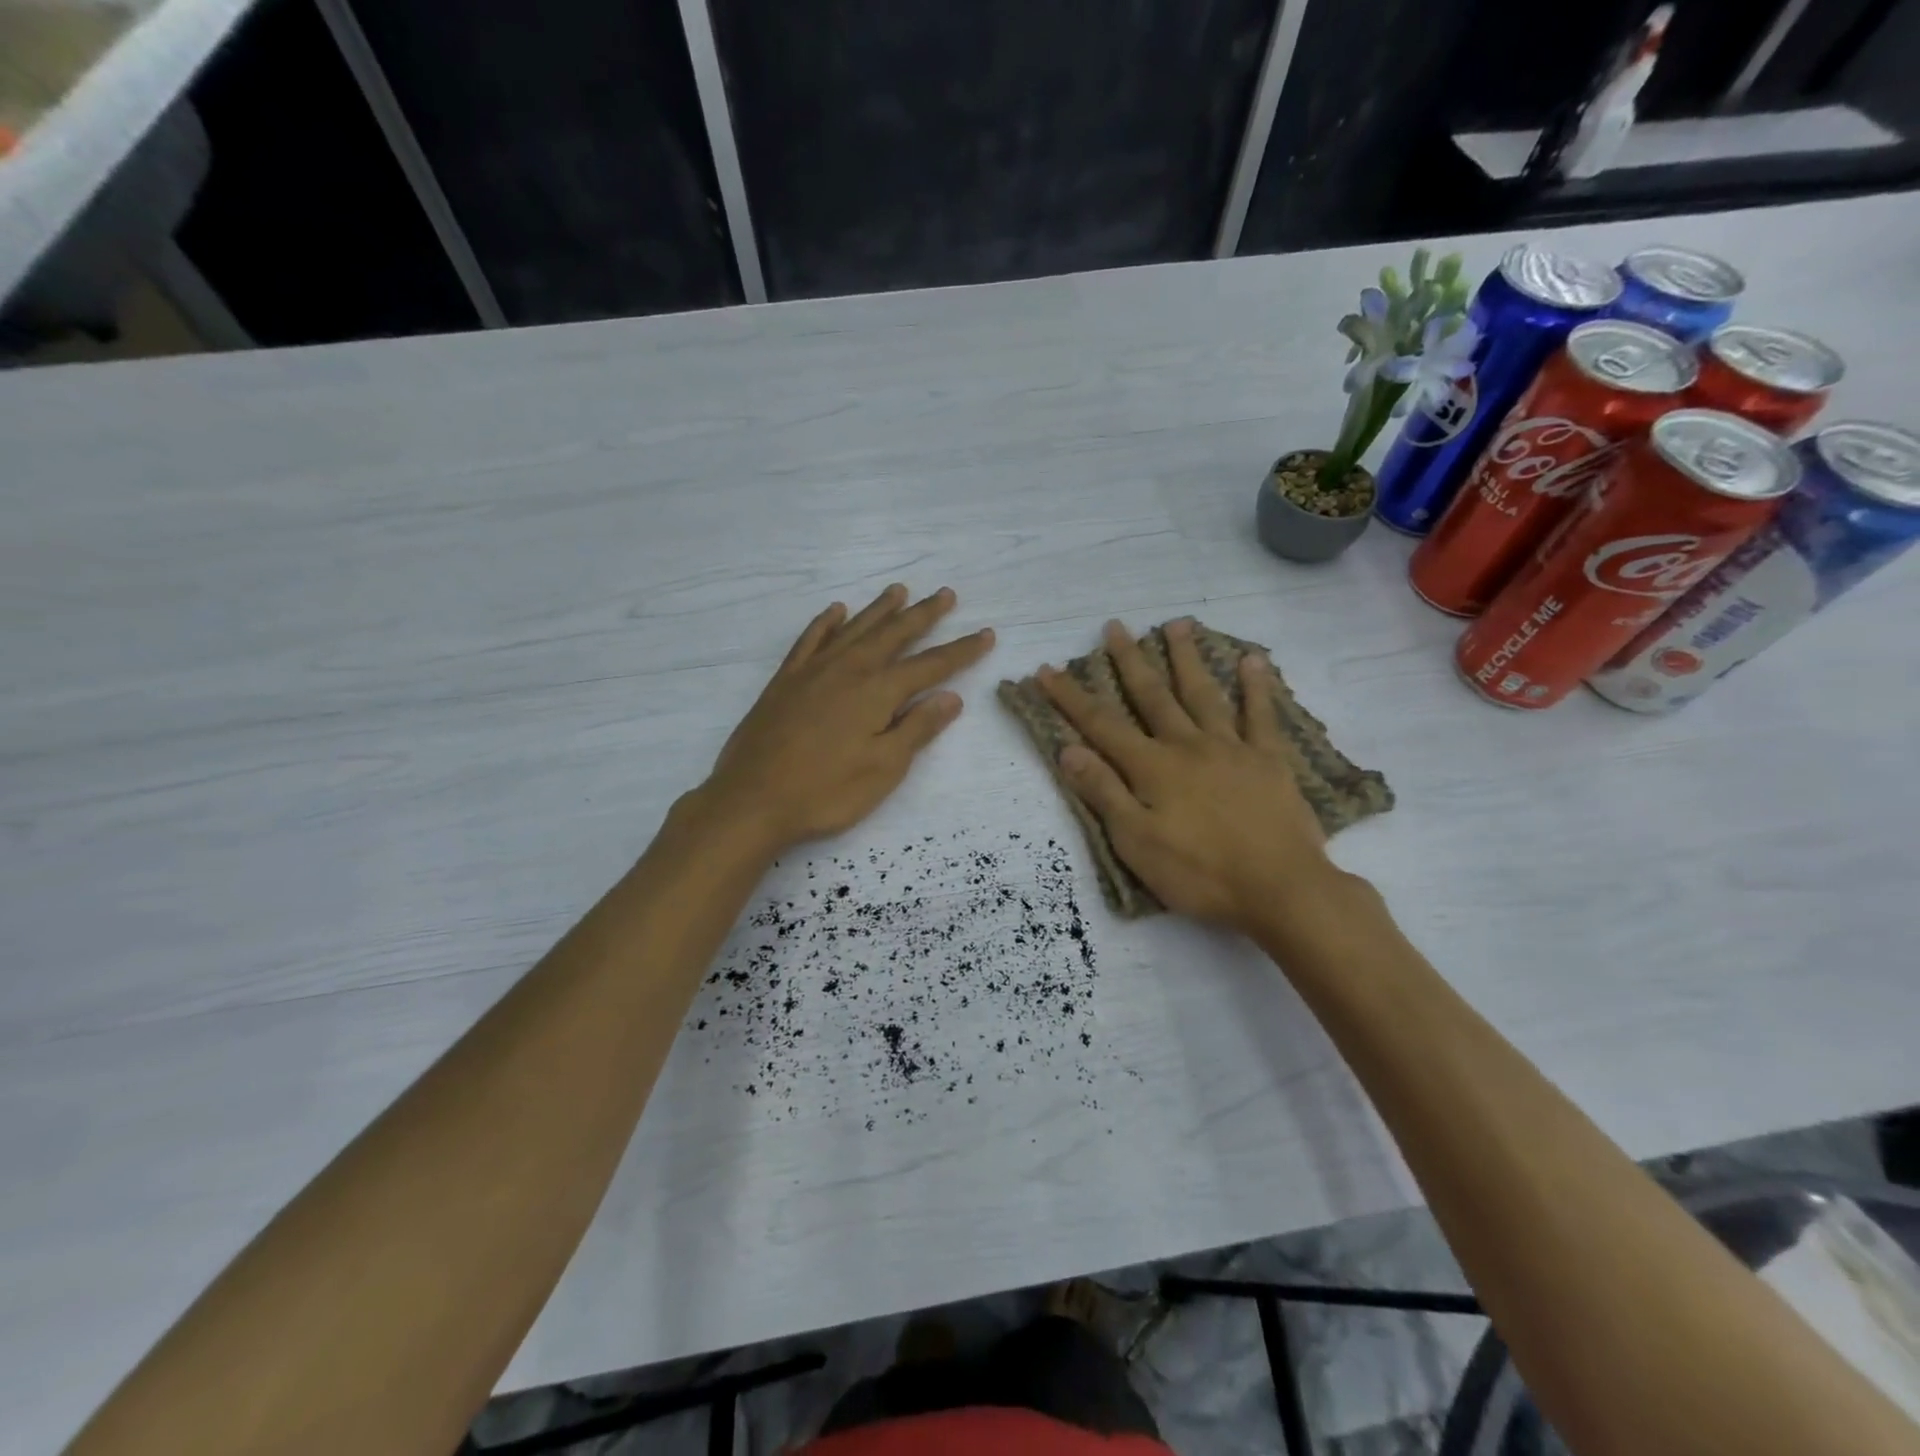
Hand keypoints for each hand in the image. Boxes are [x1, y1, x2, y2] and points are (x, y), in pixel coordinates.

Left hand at [694, 585, 994, 854]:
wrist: (751, 800)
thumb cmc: (826, 792)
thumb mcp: (883, 769)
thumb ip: (917, 729)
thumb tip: (950, 697)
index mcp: (877, 692)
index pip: (930, 666)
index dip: (961, 651)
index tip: (986, 634)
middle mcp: (848, 670)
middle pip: (893, 634)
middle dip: (923, 615)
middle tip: (945, 594)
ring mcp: (813, 671)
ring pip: (854, 629)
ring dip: (879, 609)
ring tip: (899, 591)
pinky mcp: (785, 681)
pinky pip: (810, 639)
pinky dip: (825, 623)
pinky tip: (835, 611)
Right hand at [1037, 618, 1340, 936]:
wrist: (1280, 888)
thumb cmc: (1199, 872)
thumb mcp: (1136, 841)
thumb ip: (1104, 792)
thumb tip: (1068, 749)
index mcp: (1152, 767)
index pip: (1101, 725)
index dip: (1071, 697)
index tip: (1047, 669)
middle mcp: (1187, 745)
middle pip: (1152, 696)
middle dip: (1129, 661)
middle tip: (1115, 626)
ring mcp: (1231, 748)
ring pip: (1203, 694)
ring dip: (1187, 658)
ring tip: (1177, 624)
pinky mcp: (1269, 760)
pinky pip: (1261, 716)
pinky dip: (1256, 687)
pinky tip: (1252, 660)